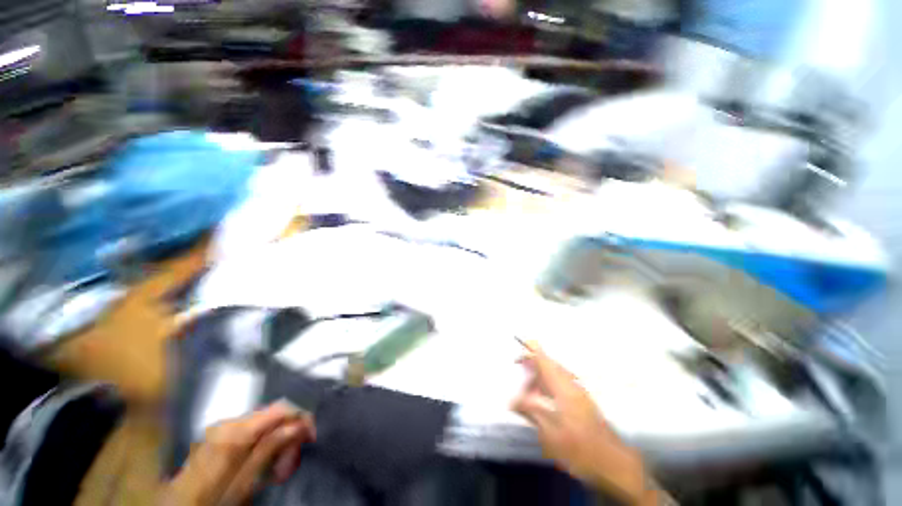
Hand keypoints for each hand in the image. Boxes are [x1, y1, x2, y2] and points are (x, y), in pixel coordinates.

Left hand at [164, 402, 315, 505]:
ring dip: (276, 442)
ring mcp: (222, 427)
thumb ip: (269, 450)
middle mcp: (229, 422)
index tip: (312, 437)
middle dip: (288, 435)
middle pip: (274, 415)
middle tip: (289, 465)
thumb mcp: (243, 483)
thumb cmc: (209, 500)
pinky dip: (262, 444)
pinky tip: (260, 464)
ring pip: (264, 423)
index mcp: (236, 431)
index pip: (282, 408)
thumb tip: (298, 426)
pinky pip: (251, 431)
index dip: (302, 418)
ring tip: (275, 469)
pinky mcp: (218, 435)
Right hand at [512, 343, 660, 504]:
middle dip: (533, 362)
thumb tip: (511, 400)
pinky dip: (548, 383)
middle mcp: (571, 384)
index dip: (531, 350)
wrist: (612, 462)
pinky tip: (543, 397)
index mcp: (562, 387)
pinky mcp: (582, 400)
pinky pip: (561, 382)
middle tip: (518, 367)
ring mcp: (578, 391)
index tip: (518, 348)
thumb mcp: (550, 434)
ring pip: (555, 373)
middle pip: (549, 363)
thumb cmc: (580, 448)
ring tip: (528, 387)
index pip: (544, 360)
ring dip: (540, 374)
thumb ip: (531, 412)